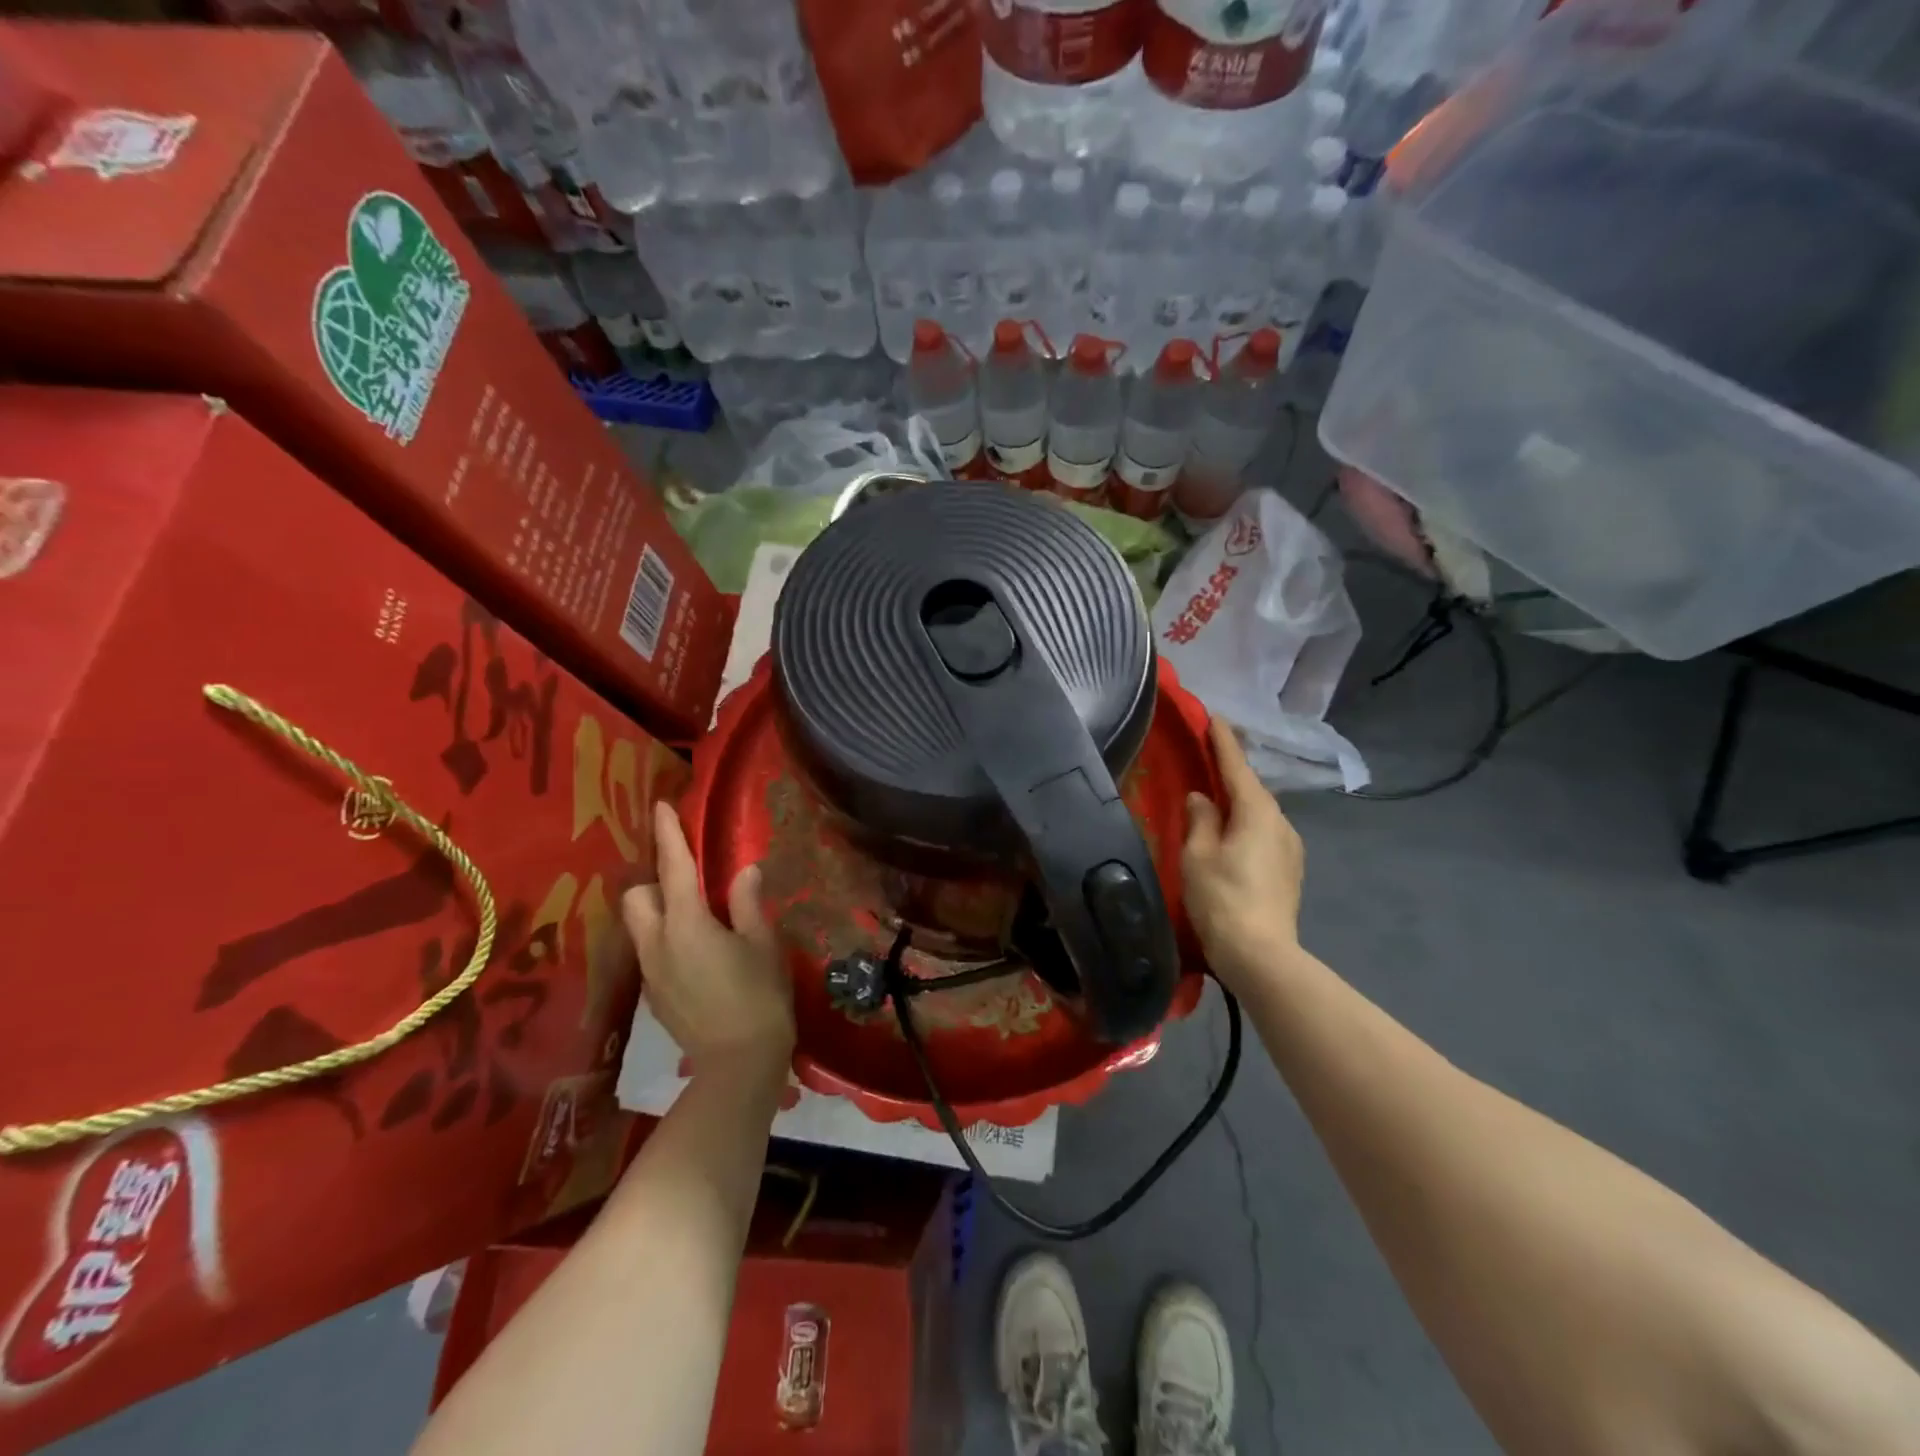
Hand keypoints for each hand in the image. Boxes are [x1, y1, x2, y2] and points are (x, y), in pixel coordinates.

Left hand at [621, 801, 794, 1077]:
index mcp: (686, 923)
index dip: (668, 835)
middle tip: (688, 882)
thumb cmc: (759, 997)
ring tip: (693, 915)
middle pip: (637, 896)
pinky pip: (650, 950)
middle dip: (654, 881)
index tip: (661, 807)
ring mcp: (651, 971)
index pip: (673, 867)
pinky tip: (696, 952)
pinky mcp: (653, 994)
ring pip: (639, 925)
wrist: (737, 1064)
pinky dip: (664, 938)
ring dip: (657, 910)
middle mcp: (657, 942)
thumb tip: (744, 871)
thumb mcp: (762, 944)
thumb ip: (747, 904)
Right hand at [1182, 716, 1305, 990]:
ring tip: (1216, 798)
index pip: (1237, 767)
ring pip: (1260, 813)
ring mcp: (1290, 848)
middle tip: (1208, 756)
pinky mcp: (1290, 870)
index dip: (1223, 741)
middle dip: (1231, 772)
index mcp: (1257, 812)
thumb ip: (1200, 820)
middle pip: (1252, 789)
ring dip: (1239, 802)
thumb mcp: (1198, 856)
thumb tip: (1202, 799)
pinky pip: (1264, 833)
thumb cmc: (1222, 899)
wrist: (1261, 955)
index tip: (1214, 716)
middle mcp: (1281, 823)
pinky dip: (1246, 824)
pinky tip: (1232, 835)